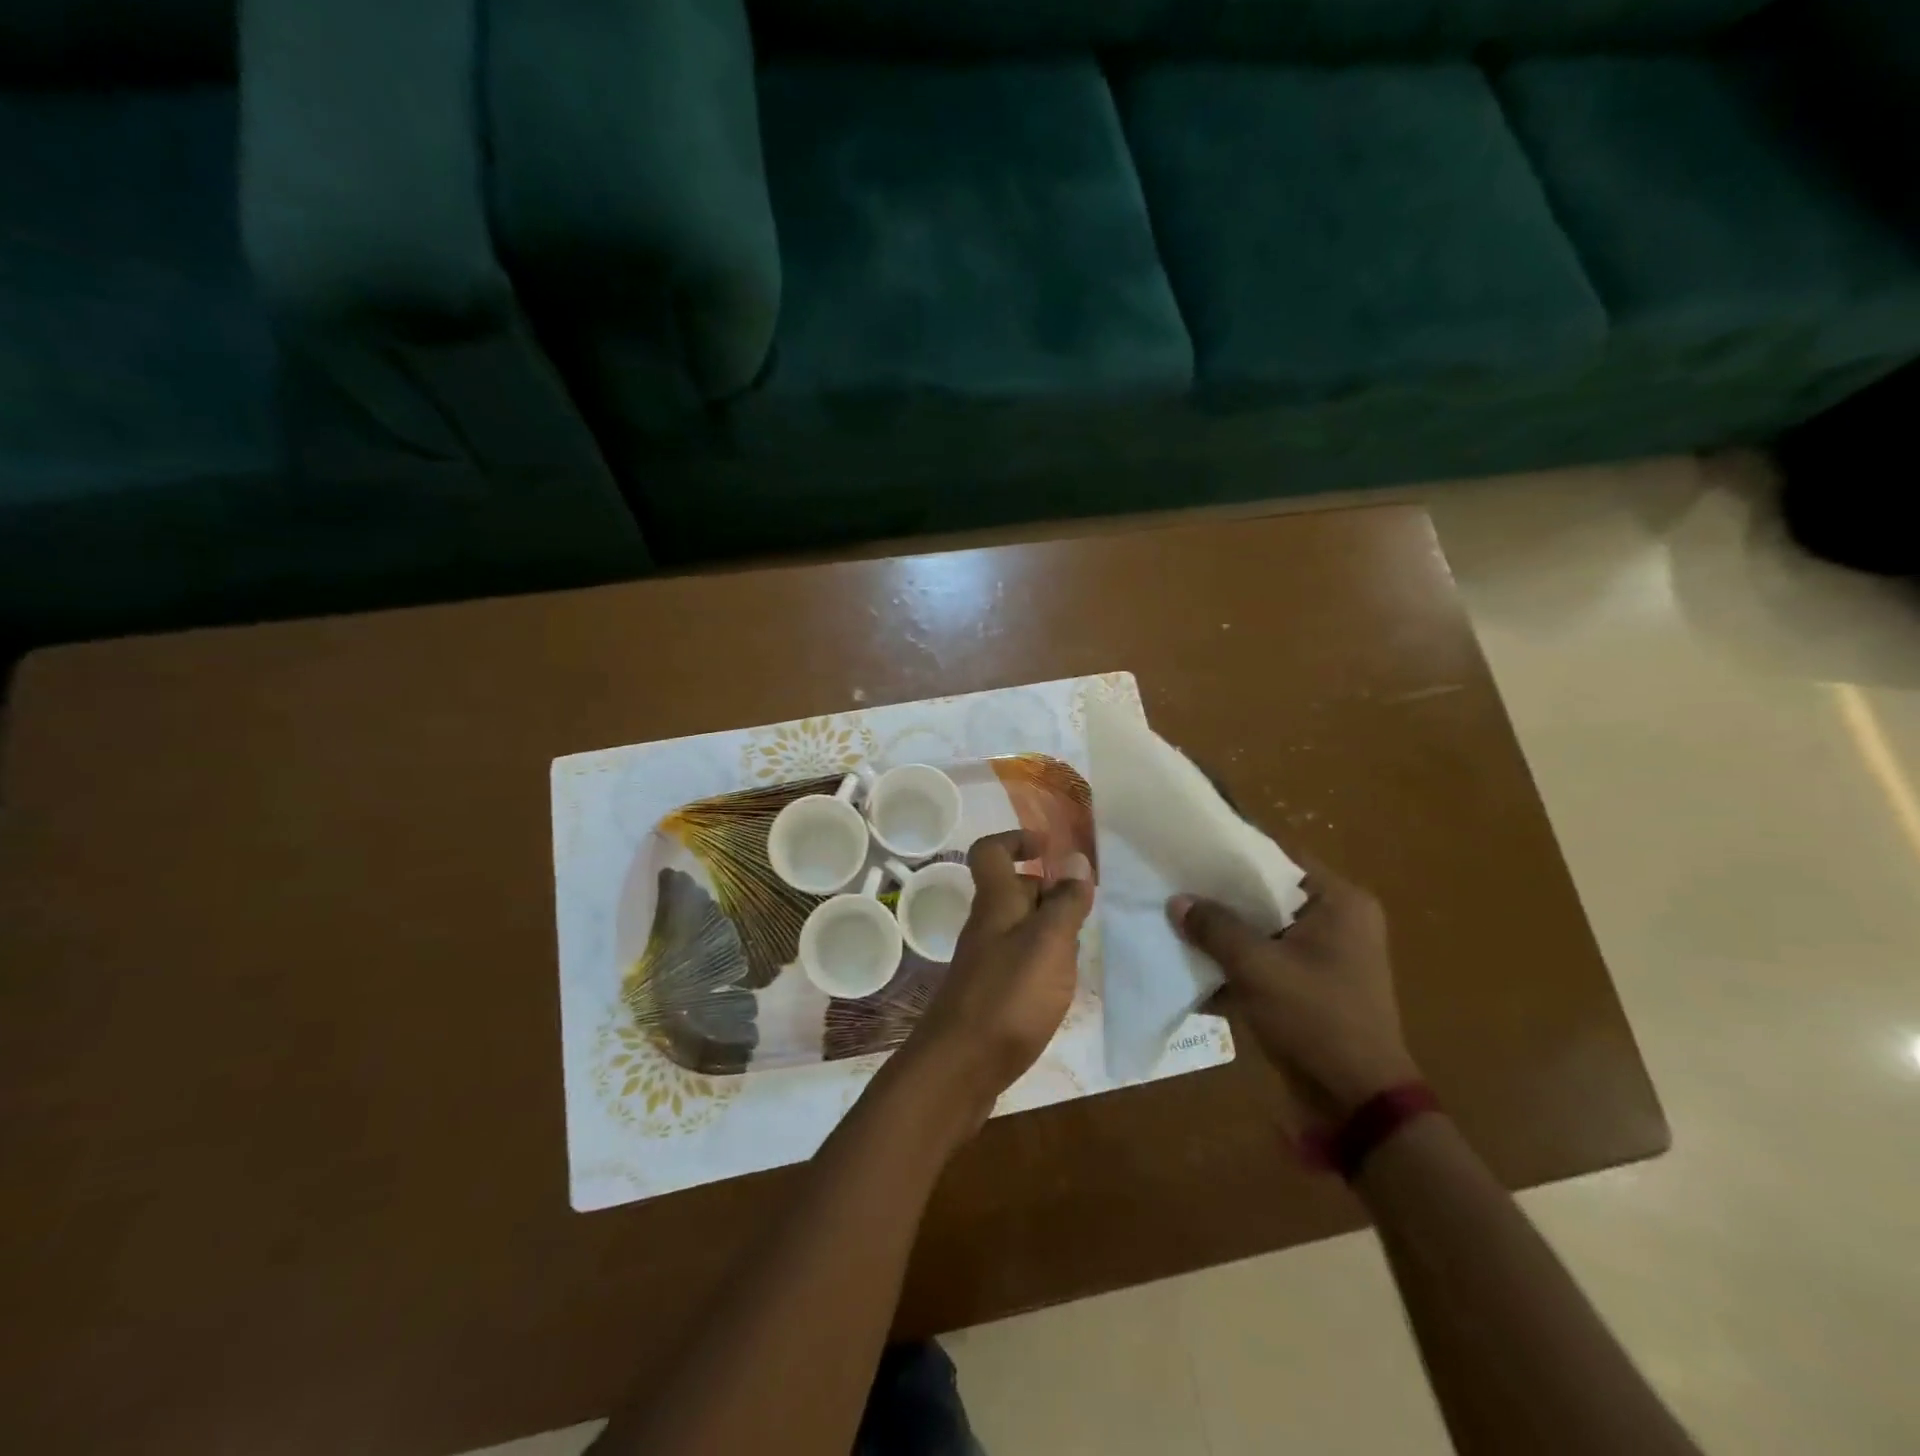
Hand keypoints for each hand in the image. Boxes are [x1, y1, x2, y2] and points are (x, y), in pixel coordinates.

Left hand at [898, 831, 1094, 1130]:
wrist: (960, 1067)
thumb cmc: (1008, 996)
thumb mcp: (1048, 943)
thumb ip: (1065, 902)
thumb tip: (1077, 859)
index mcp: (996, 901)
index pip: (991, 851)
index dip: (1017, 839)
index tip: (1052, 848)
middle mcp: (987, 924)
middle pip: (1012, 888)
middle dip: (1049, 887)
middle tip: (1086, 904)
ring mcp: (986, 959)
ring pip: (1020, 925)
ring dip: (1051, 926)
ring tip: (1084, 943)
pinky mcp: (991, 992)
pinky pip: (1020, 958)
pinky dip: (1044, 959)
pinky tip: (1064, 980)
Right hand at [1168, 859, 1417, 1131]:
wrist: (1357, 1103)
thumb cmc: (1316, 1019)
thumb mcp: (1258, 968)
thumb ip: (1215, 929)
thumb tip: (1177, 901)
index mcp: (1339, 903)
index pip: (1278, 857)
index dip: (1233, 850)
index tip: (1189, 847)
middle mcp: (1336, 921)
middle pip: (1267, 894)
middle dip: (1221, 895)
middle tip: (1173, 883)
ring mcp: (1323, 956)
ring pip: (1262, 929)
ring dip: (1224, 932)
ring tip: (1174, 920)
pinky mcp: (1308, 986)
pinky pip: (1265, 960)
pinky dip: (1235, 963)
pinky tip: (1193, 967)